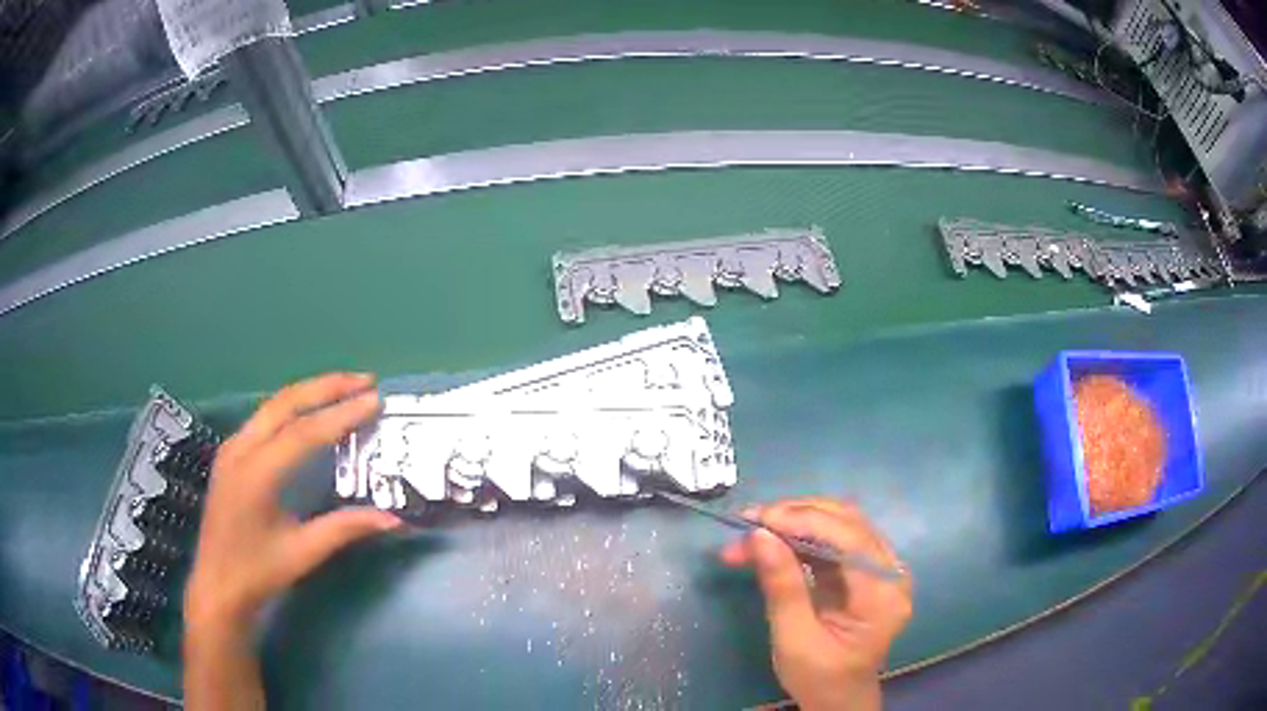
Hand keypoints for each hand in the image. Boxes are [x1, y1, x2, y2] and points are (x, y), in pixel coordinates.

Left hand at [184, 373, 401, 631]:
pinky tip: (310, 412)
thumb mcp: (303, 553)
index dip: (341, 414)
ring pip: (273, 405)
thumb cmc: (258, 572)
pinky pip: (264, 417)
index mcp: (257, 474)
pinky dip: (293, 407)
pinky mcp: (231, 454)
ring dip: (310, 392)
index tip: (374, 399)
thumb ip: (344, 528)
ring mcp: (232, 448)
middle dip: (326, 386)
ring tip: (345, 388)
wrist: (217, 585)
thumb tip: (393, 518)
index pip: (304, 432)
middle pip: (286, 403)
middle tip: (365, 381)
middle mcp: (241, 449)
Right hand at [720, 499, 911, 710]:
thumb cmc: (819, 678)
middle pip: (849, 523)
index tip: (759, 519)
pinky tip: (772, 542)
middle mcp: (892, 573)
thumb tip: (760, 535)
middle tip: (749, 522)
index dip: (806, 521)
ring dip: (795, 523)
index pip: (851, 540)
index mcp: (883, 596)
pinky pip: (835, 540)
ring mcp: (882, 569)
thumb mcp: (794, 640)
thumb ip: (782, 588)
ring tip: (752, 532)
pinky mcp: (866, 570)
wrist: (839, 699)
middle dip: (796, 516)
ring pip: (841, 525)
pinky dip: (801, 537)